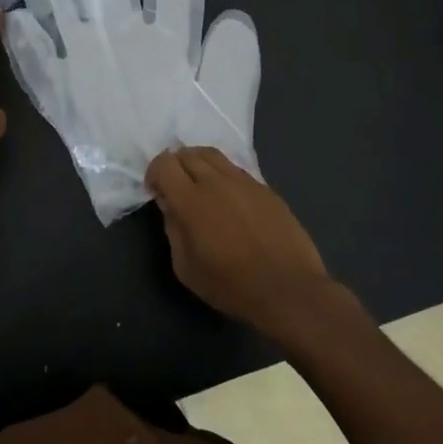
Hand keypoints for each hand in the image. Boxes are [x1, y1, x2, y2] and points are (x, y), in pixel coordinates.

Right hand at [146, 147, 338, 339]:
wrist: (288, 290)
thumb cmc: (231, 286)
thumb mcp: (186, 268)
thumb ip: (173, 230)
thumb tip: (170, 205)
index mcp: (192, 201)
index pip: (165, 164)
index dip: (154, 173)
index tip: (156, 191)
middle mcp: (217, 182)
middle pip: (188, 153)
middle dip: (175, 165)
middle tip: (175, 186)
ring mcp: (244, 182)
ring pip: (213, 155)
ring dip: (198, 163)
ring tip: (199, 185)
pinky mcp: (265, 189)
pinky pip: (236, 169)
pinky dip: (222, 174)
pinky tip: (228, 197)